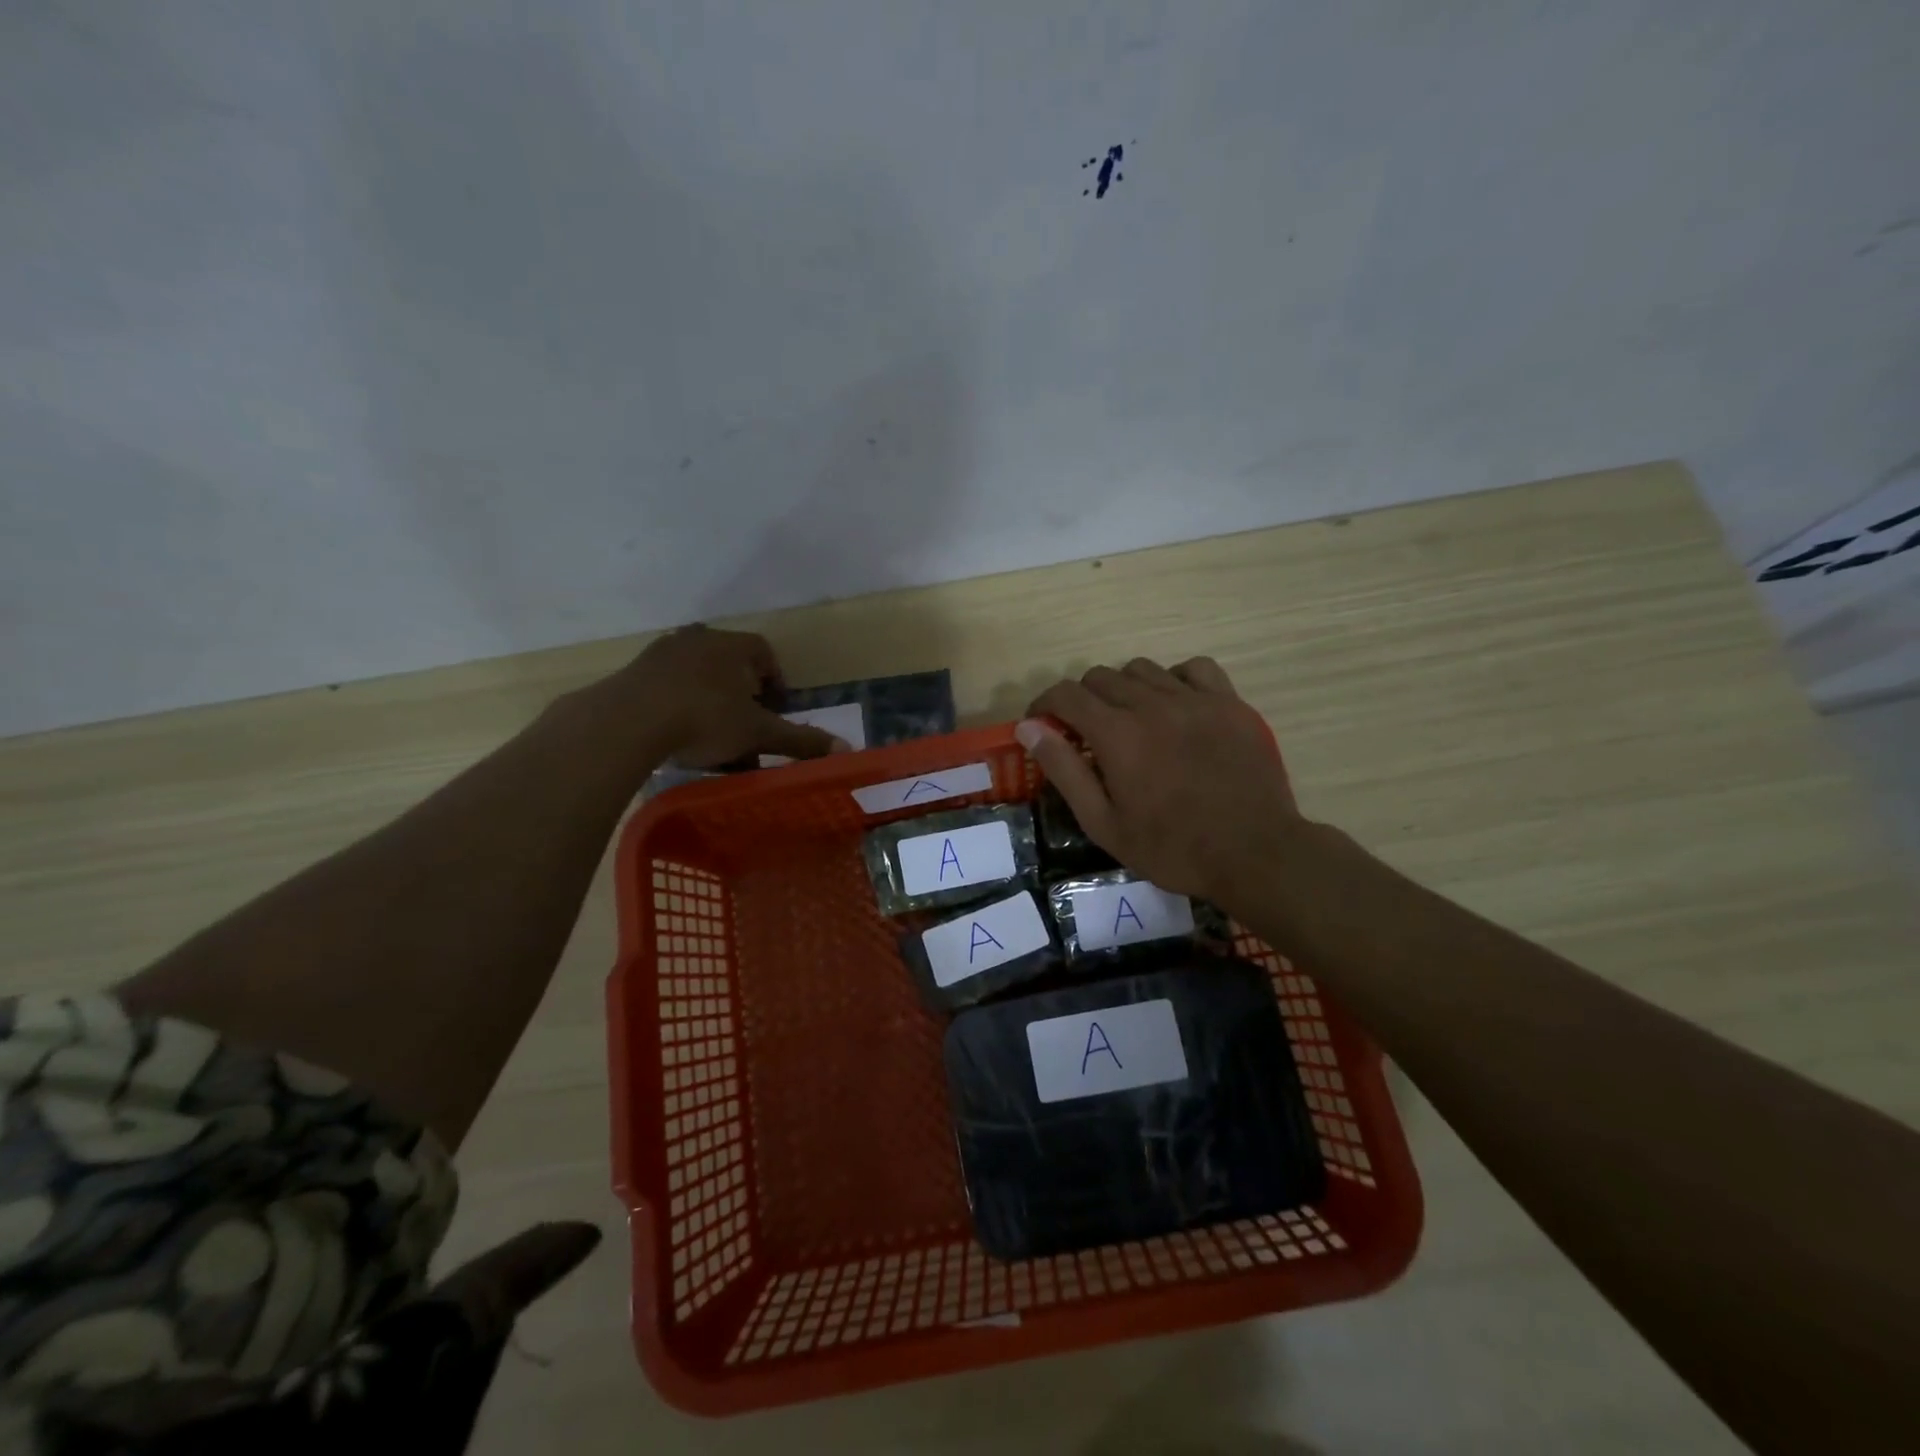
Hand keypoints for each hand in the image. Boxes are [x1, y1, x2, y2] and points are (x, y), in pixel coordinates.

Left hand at [601, 625, 852, 768]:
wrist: (626, 722)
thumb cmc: (703, 720)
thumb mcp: (758, 733)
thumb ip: (800, 740)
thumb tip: (846, 749)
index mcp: (733, 646)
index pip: (764, 653)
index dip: (774, 679)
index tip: (775, 707)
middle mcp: (699, 639)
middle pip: (730, 662)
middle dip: (741, 692)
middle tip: (746, 724)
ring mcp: (662, 652)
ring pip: (697, 674)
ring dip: (709, 699)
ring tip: (711, 735)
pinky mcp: (634, 672)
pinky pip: (667, 685)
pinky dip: (678, 704)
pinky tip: (676, 734)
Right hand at [1018, 657, 1302, 906]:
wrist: (1254, 853)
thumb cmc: (1172, 848)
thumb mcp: (1104, 822)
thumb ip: (1064, 770)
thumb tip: (1029, 728)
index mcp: (1117, 734)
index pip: (1066, 695)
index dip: (1044, 705)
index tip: (1041, 724)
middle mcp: (1152, 704)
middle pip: (1101, 677)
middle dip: (1081, 700)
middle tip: (1085, 733)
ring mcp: (1195, 699)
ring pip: (1142, 669)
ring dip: (1124, 689)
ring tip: (1130, 720)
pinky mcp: (1230, 703)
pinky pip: (1194, 668)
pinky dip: (1174, 679)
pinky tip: (1175, 705)